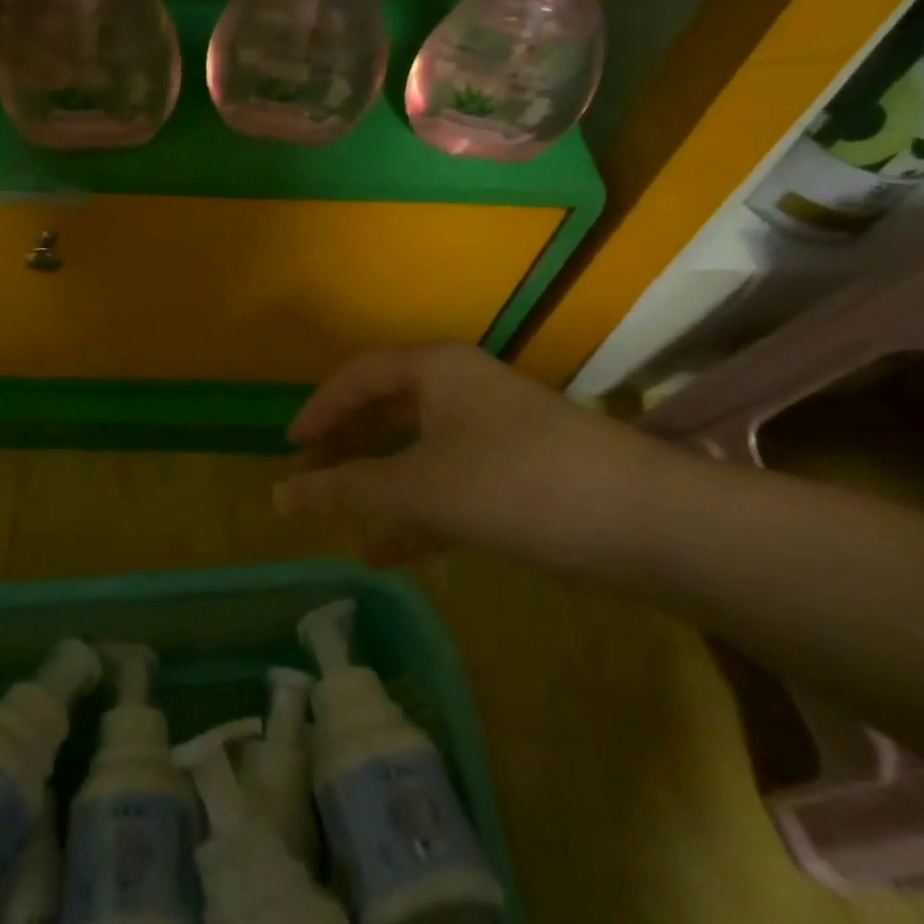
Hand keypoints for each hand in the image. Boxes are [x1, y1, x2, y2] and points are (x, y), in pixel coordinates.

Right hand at [275, 342, 667, 571]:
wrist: (644, 524)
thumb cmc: (515, 482)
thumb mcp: (419, 485)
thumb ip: (346, 490)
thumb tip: (279, 494)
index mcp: (436, 371)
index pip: (359, 377)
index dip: (320, 409)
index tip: (289, 447)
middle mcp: (460, 392)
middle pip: (385, 412)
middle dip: (345, 448)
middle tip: (308, 481)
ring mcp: (489, 436)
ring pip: (414, 454)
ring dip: (376, 485)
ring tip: (337, 519)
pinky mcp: (513, 479)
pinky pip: (446, 488)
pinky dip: (413, 515)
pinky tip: (384, 552)